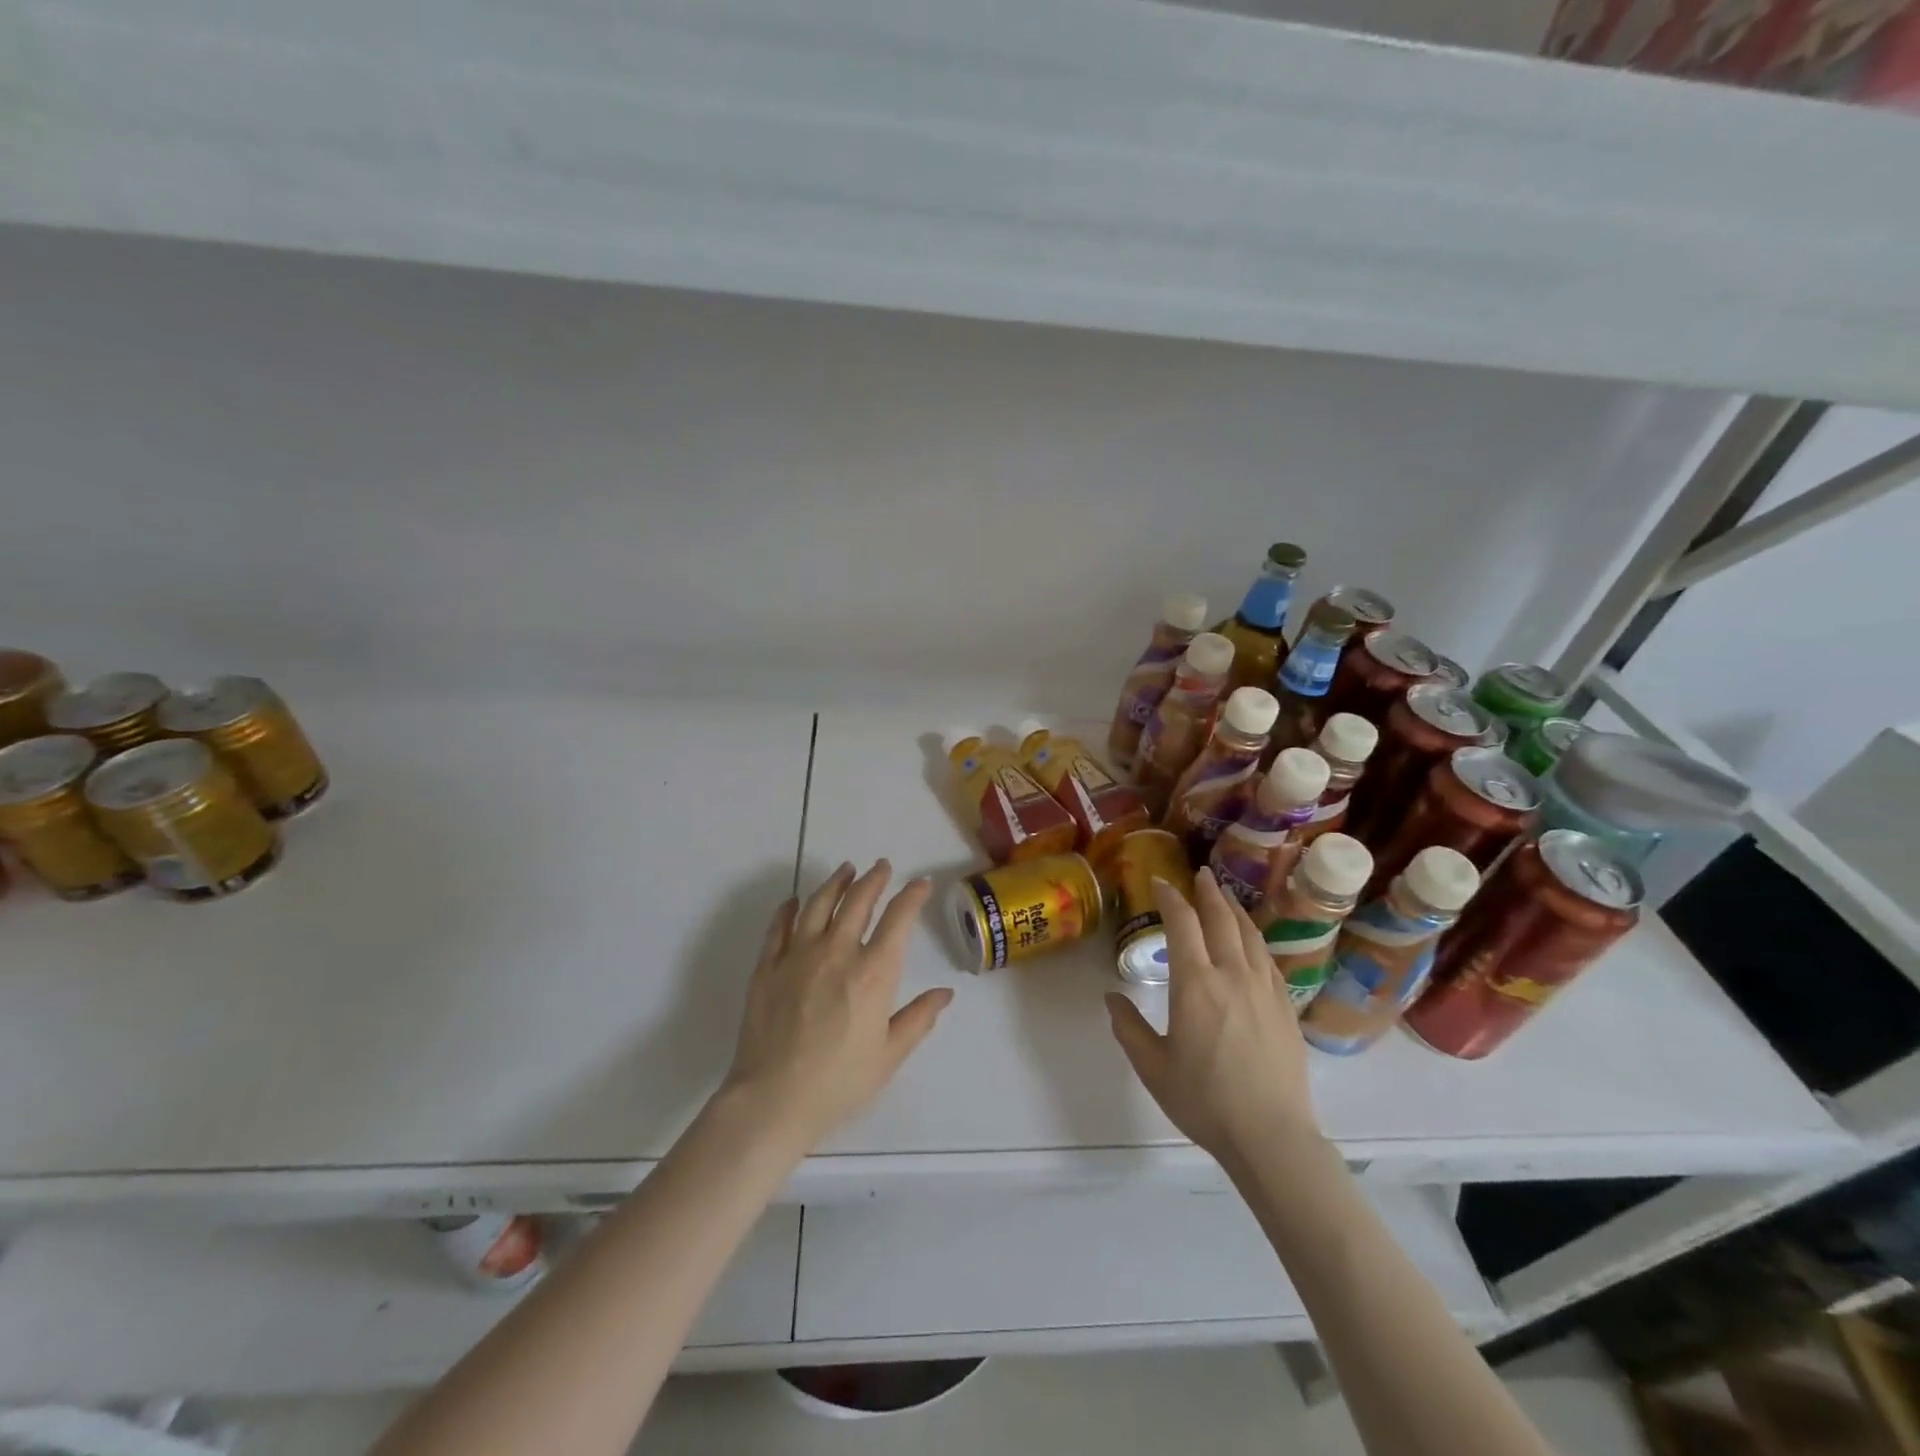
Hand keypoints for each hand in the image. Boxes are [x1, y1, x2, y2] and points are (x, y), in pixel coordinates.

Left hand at [721, 860, 951, 1152]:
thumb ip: (919, 1018)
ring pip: (819, 904)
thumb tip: (945, 993)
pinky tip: (795, 901)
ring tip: (846, 870)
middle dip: (874, 879)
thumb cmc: (839, 1082)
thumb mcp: (889, 1055)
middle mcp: (837, 952)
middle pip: (858, 901)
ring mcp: (798, 955)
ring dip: (836, 882)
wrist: (773, 1099)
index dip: (912, 896)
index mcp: (873, 973)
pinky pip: (779, 926)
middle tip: (882, 867)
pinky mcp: (767, 966)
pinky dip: (790, 908)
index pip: (898, 919)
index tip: (920, 883)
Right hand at [1106, 867, 1320, 1171]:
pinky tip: (1252, 943)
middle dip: (1208, 892)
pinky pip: (1268, 960)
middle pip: (1221, 919)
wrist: (1271, 1136)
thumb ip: (1129, 1027)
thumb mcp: (1153, 1067)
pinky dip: (1255, 940)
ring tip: (1226, 897)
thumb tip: (1112, 997)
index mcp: (1196, 984)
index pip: (1182, 924)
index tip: (1160, 882)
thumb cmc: (1205, 1100)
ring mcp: (1264, 989)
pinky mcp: (1286, 1007)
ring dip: (1234, 910)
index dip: (1170, 897)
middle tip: (1201, 873)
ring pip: (1249, 935)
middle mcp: (1233, 975)